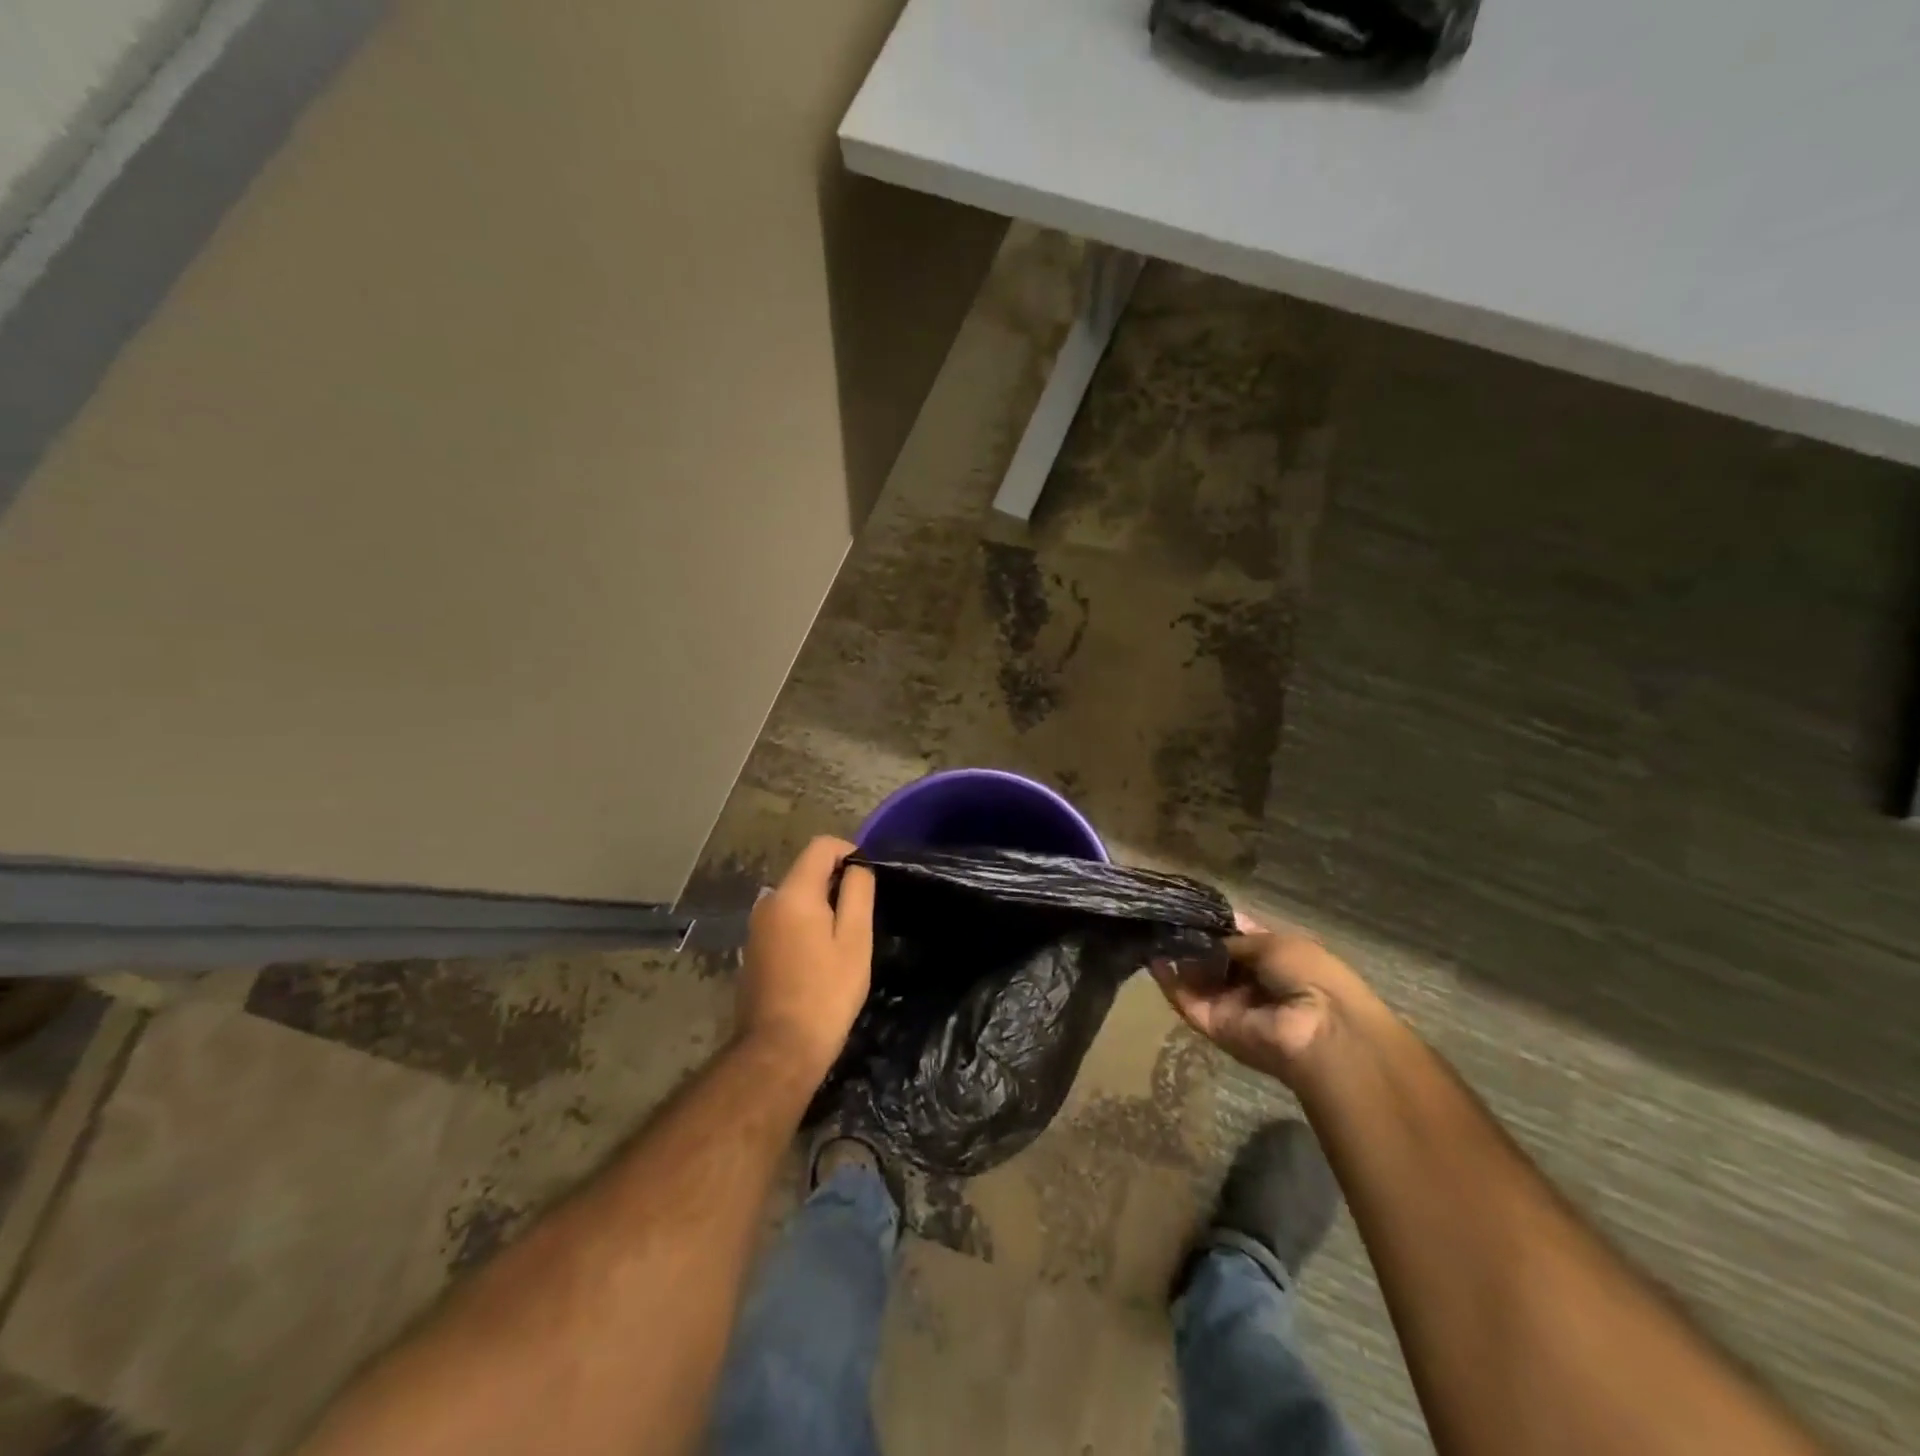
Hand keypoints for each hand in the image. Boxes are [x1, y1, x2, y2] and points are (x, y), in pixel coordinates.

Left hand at [737, 836, 874, 1082]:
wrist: (780, 1049)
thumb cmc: (827, 992)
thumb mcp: (855, 940)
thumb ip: (858, 892)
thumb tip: (857, 866)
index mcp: (793, 894)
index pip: (821, 846)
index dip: (849, 852)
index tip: (868, 878)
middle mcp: (768, 901)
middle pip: (807, 870)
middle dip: (836, 882)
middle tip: (861, 916)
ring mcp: (756, 926)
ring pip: (795, 897)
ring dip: (821, 905)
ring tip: (844, 940)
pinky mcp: (753, 948)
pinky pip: (785, 919)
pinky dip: (805, 924)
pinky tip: (819, 958)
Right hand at [1150, 913, 1374, 1089]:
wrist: (1319, 1030)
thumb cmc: (1309, 976)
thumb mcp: (1275, 943)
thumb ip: (1236, 939)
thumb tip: (1207, 936)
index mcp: (1274, 961)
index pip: (1237, 941)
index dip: (1215, 925)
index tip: (1188, 907)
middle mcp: (1251, 984)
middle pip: (1213, 959)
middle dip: (1191, 939)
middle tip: (1164, 917)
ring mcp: (1230, 1006)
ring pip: (1196, 979)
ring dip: (1176, 957)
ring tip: (1152, 930)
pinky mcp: (1212, 1025)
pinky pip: (1186, 1000)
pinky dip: (1168, 981)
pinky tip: (1152, 956)